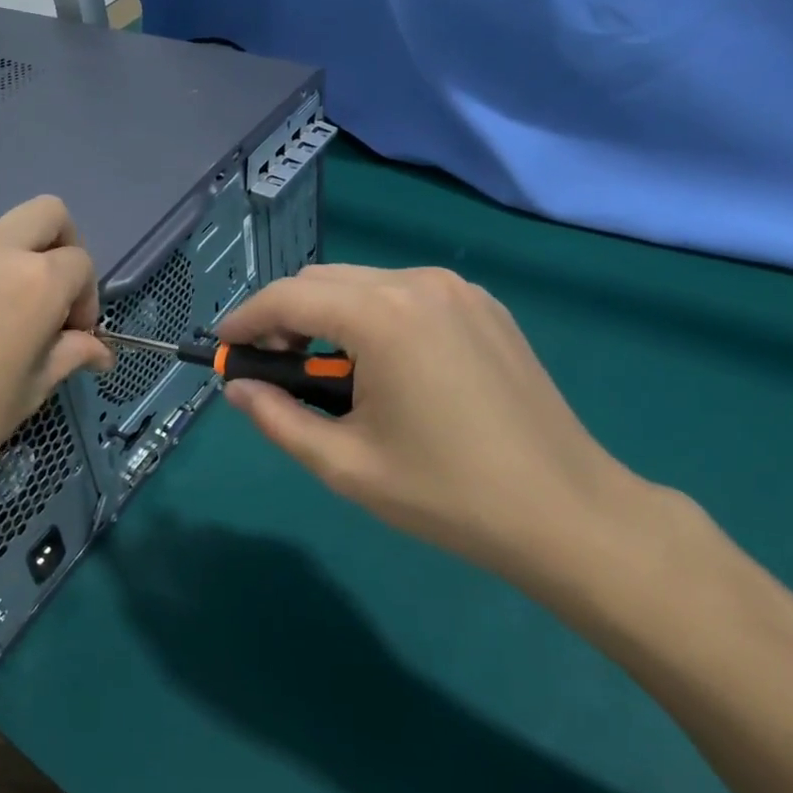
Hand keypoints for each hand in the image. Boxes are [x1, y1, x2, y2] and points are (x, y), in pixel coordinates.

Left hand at [0, 196, 111, 536]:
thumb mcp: (28, 393)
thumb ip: (69, 355)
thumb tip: (100, 351)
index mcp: (35, 281)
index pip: (81, 264)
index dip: (85, 299)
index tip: (72, 335)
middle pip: (48, 214)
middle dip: (61, 247)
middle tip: (48, 297)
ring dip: (7, 262)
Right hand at [217, 265, 667, 591]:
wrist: (567, 512)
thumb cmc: (447, 493)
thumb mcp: (345, 464)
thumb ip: (277, 418)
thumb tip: (238, 387)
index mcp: (382, 315)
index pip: (288, 297)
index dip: (246, 320)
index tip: (226, 349)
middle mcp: (418, 283)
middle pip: (322, 280)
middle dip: (286, 317)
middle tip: (278, 369)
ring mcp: (458, 289)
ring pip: (363, 282)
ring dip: (329, 316)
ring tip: (332, 374)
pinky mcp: (484, 306)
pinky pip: (405, 293)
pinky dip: (373, 316)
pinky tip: (385, 367)